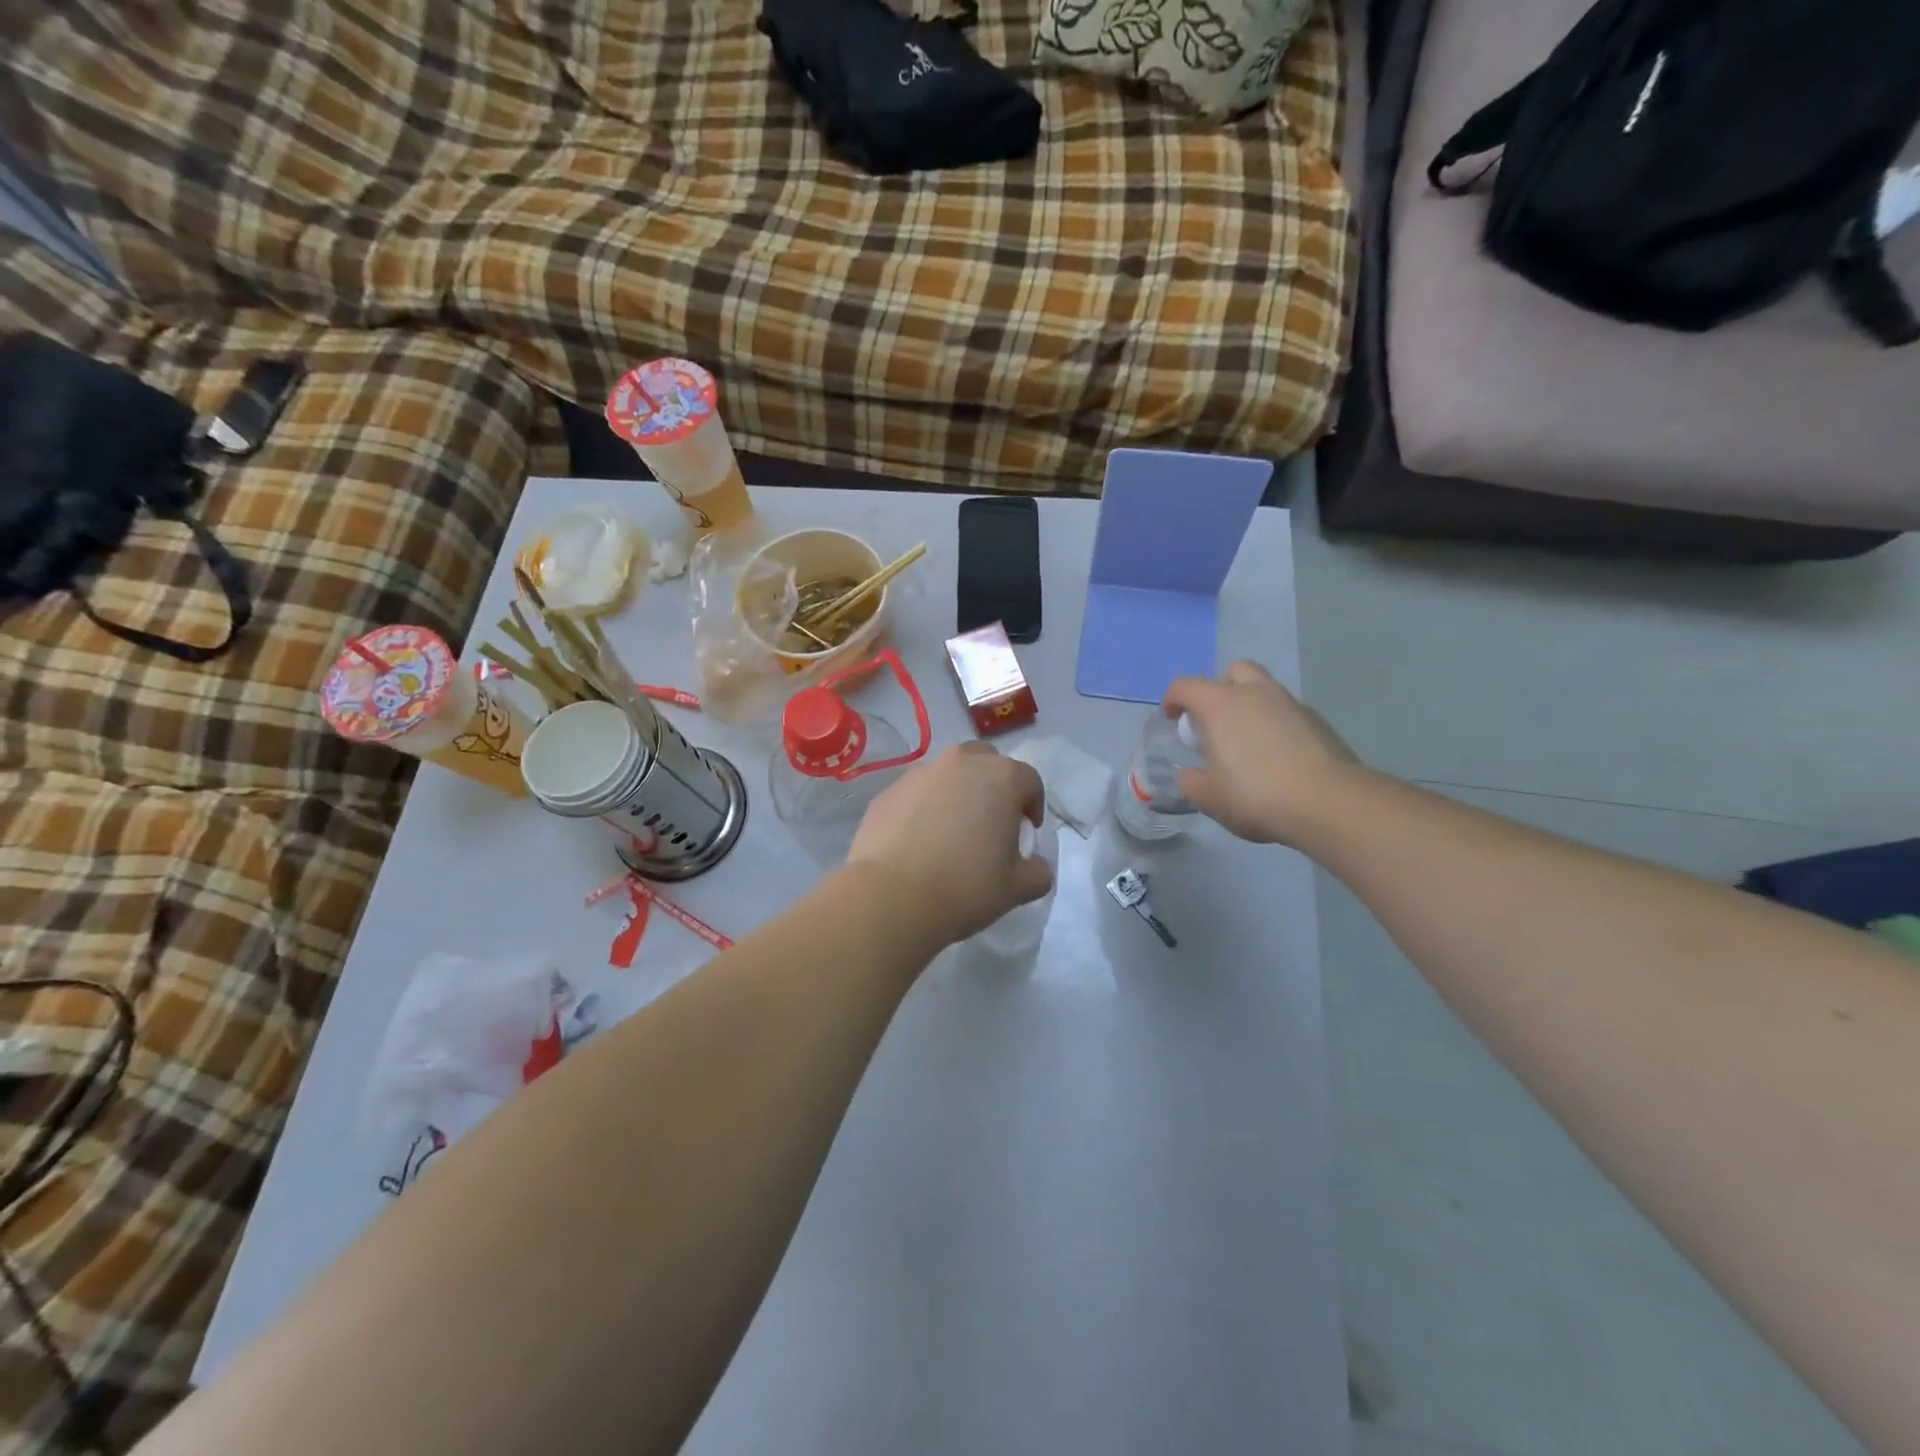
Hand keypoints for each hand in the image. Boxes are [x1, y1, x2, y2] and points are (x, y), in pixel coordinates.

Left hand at [847, 743, 1052, 947]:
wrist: (891, 897)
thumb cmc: (966, 887)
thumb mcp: (1018, 888)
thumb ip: (1038, 871)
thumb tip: (1034, 866)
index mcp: (1001, 777)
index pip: (1029, 781)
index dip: (1032, 806)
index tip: (1026, 832)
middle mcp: (961, 763)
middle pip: (987, 763)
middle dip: (993, 786)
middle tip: (990, 823)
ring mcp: (920, 773)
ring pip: (948, 775)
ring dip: (956, 794)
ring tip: (950, 832)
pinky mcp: (888, 791)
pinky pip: (916, 794)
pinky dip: (923, 808)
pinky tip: (918, 842)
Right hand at [1162, 661, 1363, 846]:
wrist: (1329, 803)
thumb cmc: (1256, 795)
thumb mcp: (1209, 797)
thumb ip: (1192, 782)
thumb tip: (1191, 775)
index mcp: (1220, 705)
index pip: (1185, 686)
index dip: (1173, 699)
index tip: (1172, 719)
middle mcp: (1256, 694)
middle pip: (1234, 671)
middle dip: (1219, 689)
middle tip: (1214, 720)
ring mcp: (1291, 705)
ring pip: (1264, 689)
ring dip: (1250, 706)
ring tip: (1246, 742)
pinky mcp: (1318, 722)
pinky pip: (1287, 713)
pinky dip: (1275, 725)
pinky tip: (1276, 756)